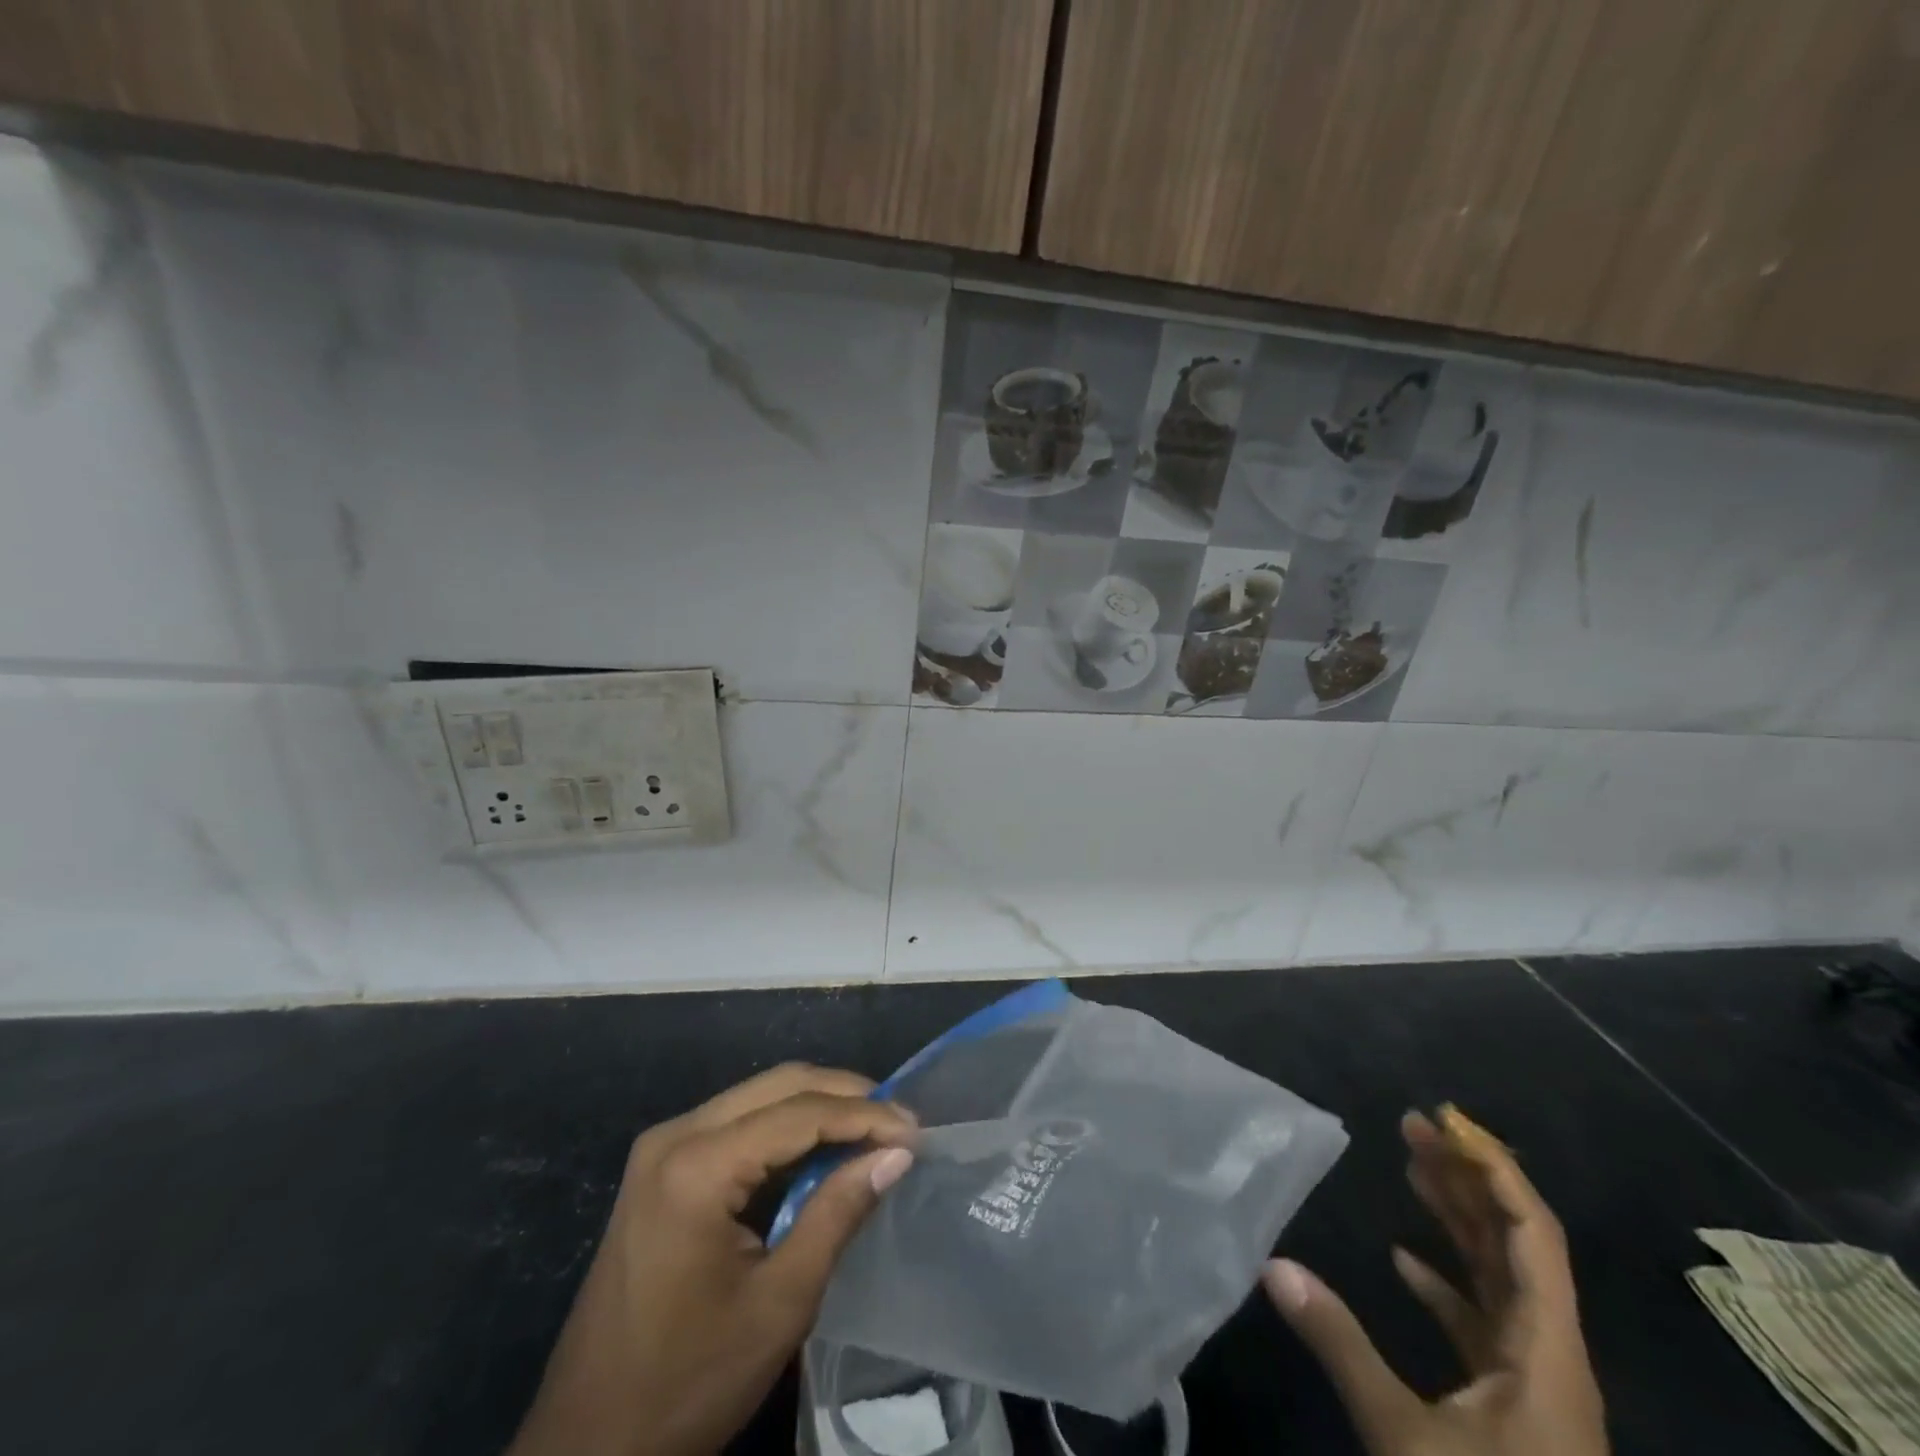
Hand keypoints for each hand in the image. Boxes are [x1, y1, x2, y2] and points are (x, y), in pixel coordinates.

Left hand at [508, 1064, 917, 1455]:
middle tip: (899, 1122)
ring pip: (759, 1096)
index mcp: (697, 1165)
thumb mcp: (779, 1304)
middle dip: (845, 1095)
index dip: (865, 1115)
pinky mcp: (662, 1167)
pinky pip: (738, 1123)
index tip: (916, 1130)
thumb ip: (838, 1214)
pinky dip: (786, 1128)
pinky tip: (821, 1149)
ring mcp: (662, 1147)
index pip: (799, 1112)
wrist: (584, 1448)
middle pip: (779, 1084)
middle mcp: (675, 1135)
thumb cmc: (686, 1384)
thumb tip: (895, 1154)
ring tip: (872, 1131)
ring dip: (818, 1106)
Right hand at [1263, 1108, 1607, 1455]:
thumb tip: (1272, 1265)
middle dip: (1466, 1178)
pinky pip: (1484, 1321)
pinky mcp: (1513, 1406)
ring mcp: (1533, 1383)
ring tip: (1409, 1165)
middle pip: (1516, 1244)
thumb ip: (1341, 1345)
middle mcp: (1549, 1356)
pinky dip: (1448, 1281)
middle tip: (1412, 1125)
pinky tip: (1404, 1259)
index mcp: (1547, 1354)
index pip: (1533, 1236)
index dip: (1495, 1171)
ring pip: (1500, 1278)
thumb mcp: (1408, 1441)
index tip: (1447, 1122)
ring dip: (1458, 1220)